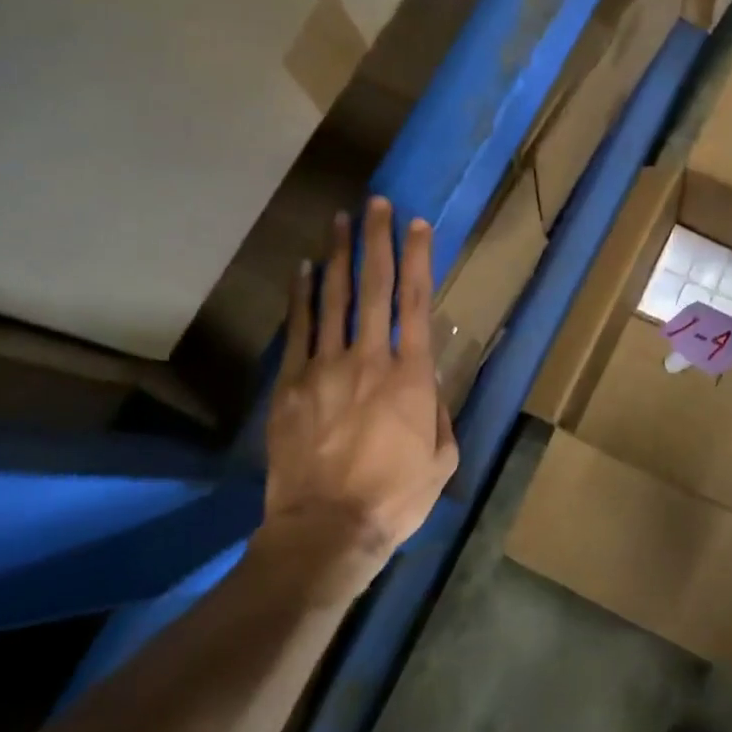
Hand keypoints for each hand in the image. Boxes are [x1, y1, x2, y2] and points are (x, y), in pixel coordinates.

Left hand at [263, 198, 458, 579]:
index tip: (418, 224)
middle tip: (377, 202)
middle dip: (377, 241)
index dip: (419, 258)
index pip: (417, 302)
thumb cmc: (395, 497)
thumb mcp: (441, 459)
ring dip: (339, 256)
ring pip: (333, 299)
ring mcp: (324, 368)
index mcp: (410, 376)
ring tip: (340, 221)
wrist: (325, 528)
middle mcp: (368, 359)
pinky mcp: (290, 385)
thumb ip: (439, 413)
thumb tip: (428, 385)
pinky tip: (303, 270)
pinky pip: (297, 330)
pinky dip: (301, 296)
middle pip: (375, 288)